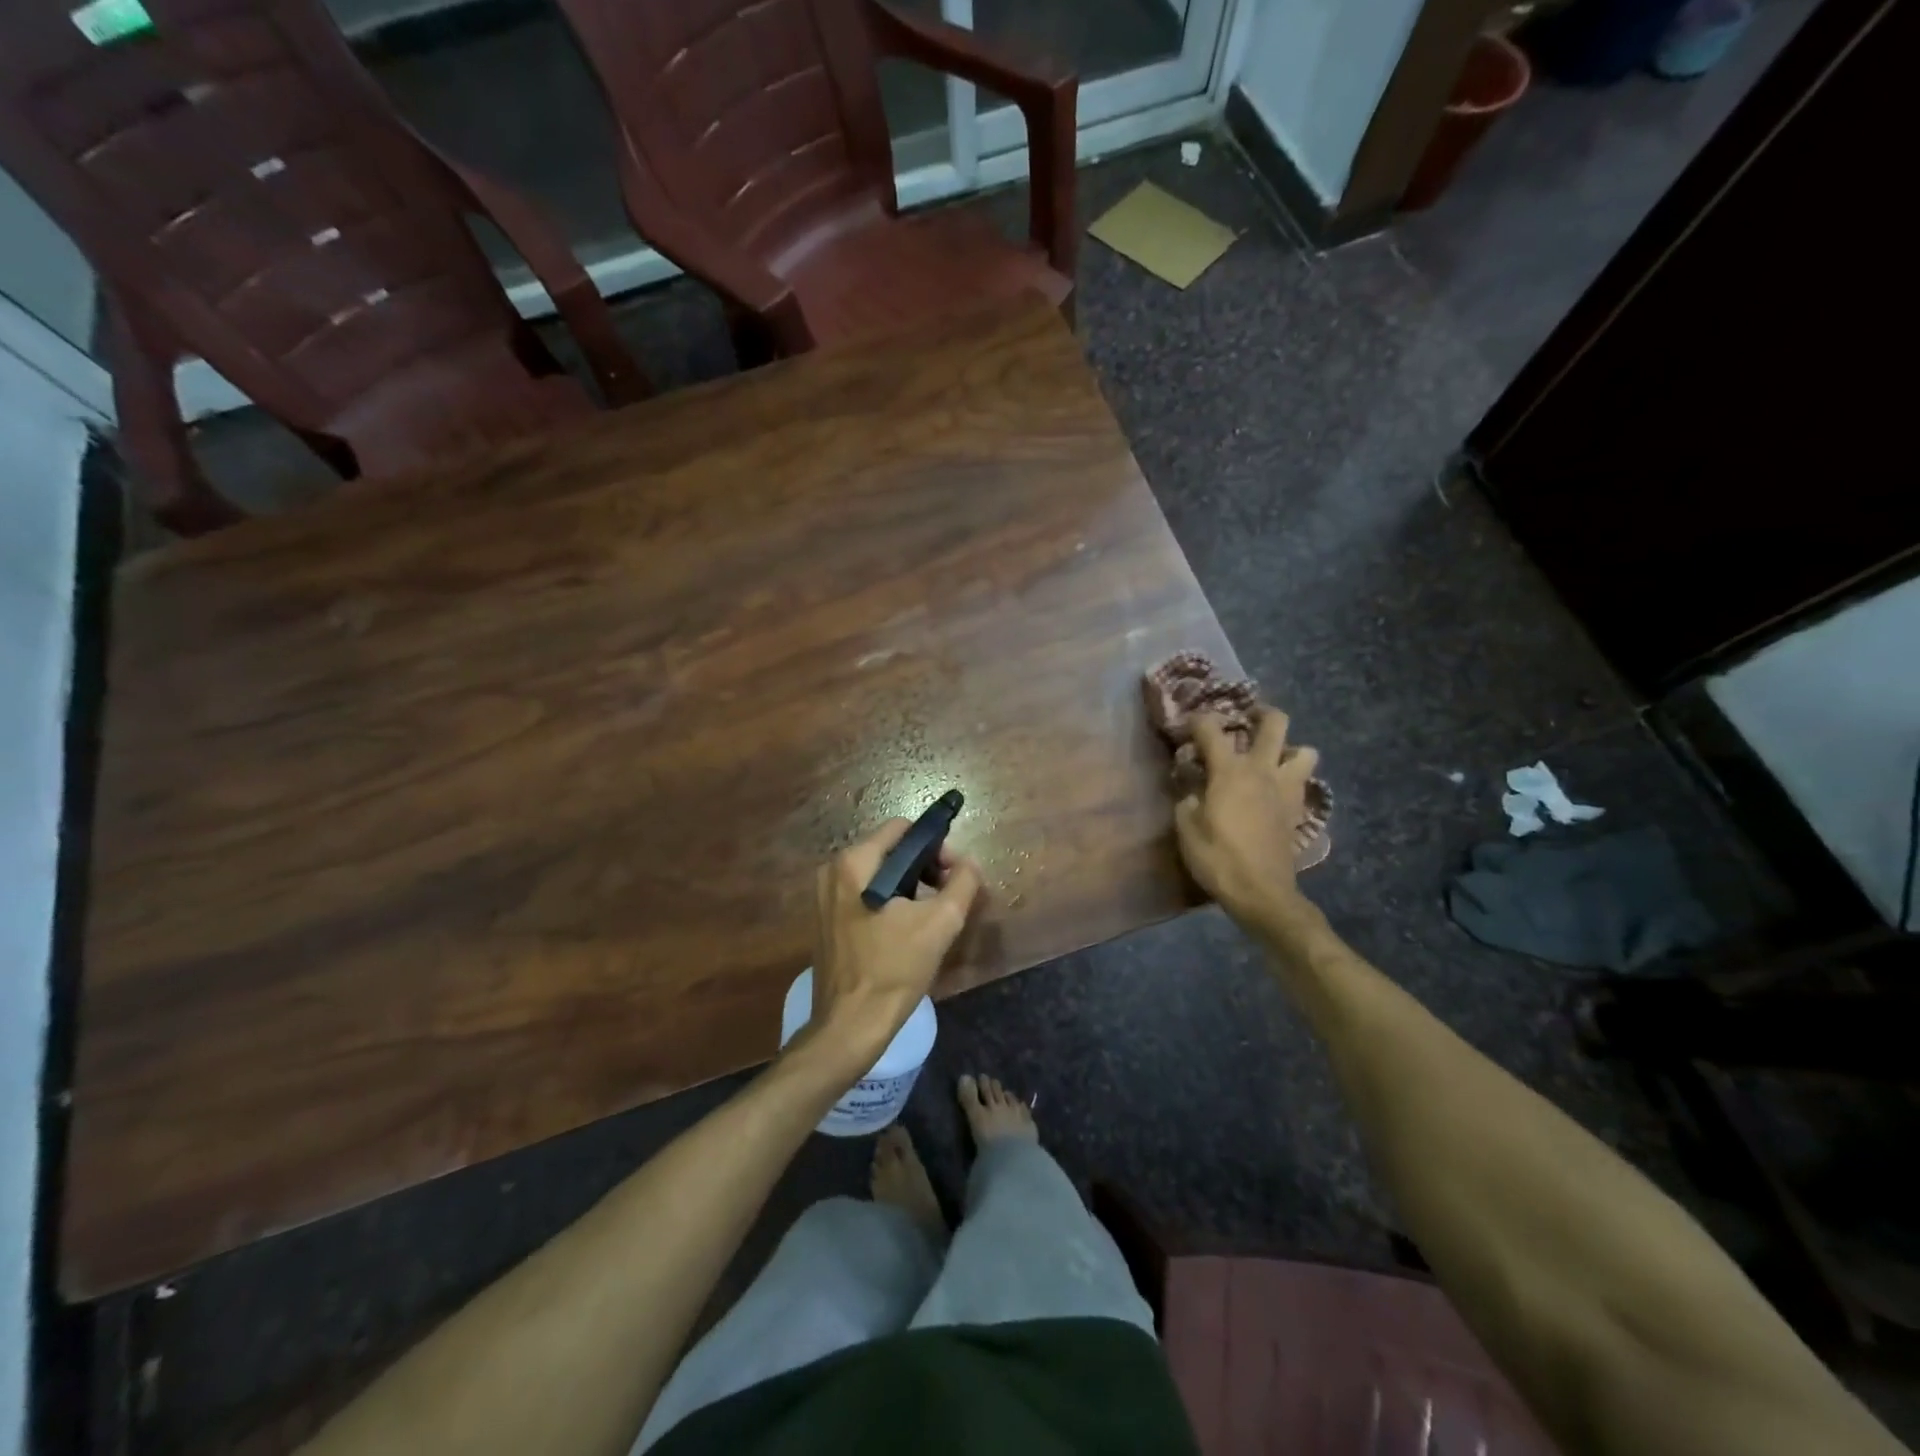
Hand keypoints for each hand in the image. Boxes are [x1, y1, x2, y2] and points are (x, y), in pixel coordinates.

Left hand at [808, 820, 983, 1059]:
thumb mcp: (940, 923)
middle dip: (925, 867)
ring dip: (910, 886)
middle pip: (890, 850)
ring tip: (930, 917)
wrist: (849, 1026)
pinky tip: (906, 931)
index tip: (954, 874)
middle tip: (948, 897)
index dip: (936, 845)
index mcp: (854, 863)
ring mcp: (825, 897)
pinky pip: (865, 895)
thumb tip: (969, 863)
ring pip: (879, 874)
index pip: (903, 829)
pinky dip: (890, 902)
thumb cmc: (894, 970)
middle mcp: (833, 871)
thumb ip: (962, 883)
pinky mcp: (826, 920)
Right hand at [1173, 707, 1319, 923]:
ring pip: (1304, 751)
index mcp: (1230, 770)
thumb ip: (1188, 798)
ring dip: (1288, 748)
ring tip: (1270, 758)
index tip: (1186, 726)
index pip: (1211, 730)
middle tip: (1246, 719)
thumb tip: (1193, 788)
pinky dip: (1291, 778)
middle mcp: (1263, 770)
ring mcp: (1286, 789)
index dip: (1197, 721)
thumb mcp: (1186, 827)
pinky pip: (1302, 782)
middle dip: (1260, 713)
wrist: (1260, 892)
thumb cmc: (1217, 857)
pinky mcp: (1297, 810)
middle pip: (1275, 723)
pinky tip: (1274, 790)